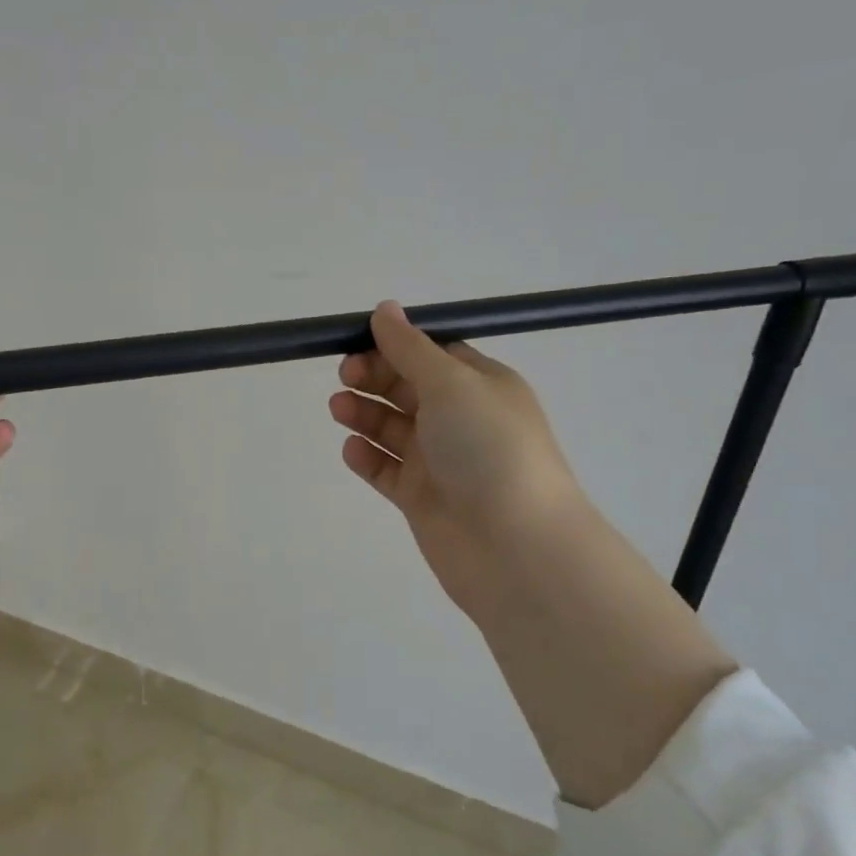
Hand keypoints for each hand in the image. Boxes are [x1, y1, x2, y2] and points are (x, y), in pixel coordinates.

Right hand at [329, 302, 584, 633]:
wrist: (515, 546)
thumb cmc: (489, 449)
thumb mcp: (451, 383)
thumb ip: (411, 347)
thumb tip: (385, 308)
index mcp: (480, 386)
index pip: (431, 354)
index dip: (394, 345)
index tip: (357, 342)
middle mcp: (461, 420)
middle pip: (407, 388)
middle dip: (374, 377)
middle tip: (345, 377)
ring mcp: (441, 461)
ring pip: (392, 428)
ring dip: (364, 413)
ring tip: (339, 409)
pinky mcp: (421, 498)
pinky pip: (386, 469)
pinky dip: (367, 457)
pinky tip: (351, 449)